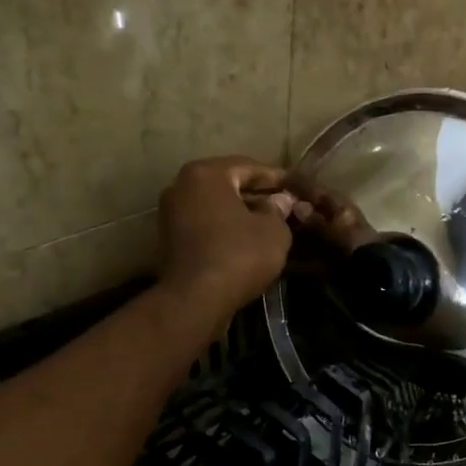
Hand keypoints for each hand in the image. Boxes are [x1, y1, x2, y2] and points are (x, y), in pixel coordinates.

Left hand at [156, 156, 296, 323]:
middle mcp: (182, 185)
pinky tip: (245, 241)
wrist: (196, 299)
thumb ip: (278, 210)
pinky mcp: (169, 238)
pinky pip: (204, 224)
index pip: (249, 166)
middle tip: (283, 205)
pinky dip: (224, 228)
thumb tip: (280, 201)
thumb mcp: (274, 231)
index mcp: (207, 173)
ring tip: (267, 225)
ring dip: (240, 212)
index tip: (295, 187)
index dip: (276, 178)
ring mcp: (171, 212)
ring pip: (215, 205)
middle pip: (228, 184)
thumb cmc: (239, 255)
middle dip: (256, 194)